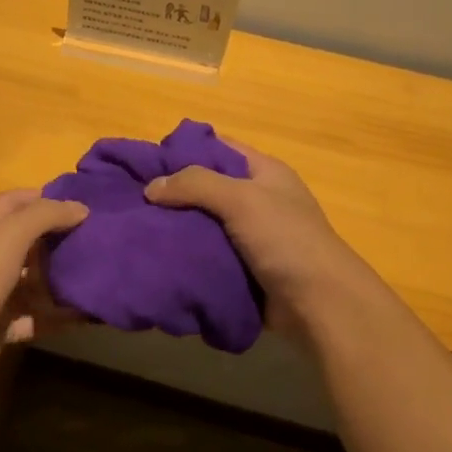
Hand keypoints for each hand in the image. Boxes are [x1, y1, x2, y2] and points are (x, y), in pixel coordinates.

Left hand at [0, 190, 88, 394]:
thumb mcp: (7, 238)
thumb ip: (44, 217)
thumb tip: (80, 208)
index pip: (15, 203)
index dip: (46, 198)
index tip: (84, 202)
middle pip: (29, 243)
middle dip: (61, 240)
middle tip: (102, 240)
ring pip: (35, 283)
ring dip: (63, 280)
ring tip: (104, 276)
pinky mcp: (1, 327)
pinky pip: (37, 318)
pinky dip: (60, 316)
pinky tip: (89, 314)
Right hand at [145, 140, 375, 340]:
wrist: (317, 302)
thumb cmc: (285, 240)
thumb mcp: (242, 200)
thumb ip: (196, 186)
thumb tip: (151, 187)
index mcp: (264, 173)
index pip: (218, 148)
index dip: (184, 150)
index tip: (146, 162)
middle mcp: (257, 200)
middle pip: (207, 188)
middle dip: (173, 194)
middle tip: (134, 201)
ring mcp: (250, 237)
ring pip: (203, 225)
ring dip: (176, 229)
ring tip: (138, 231)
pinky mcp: (242, 269)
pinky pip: (207, 256)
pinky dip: (186, 257)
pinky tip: (159, 259)